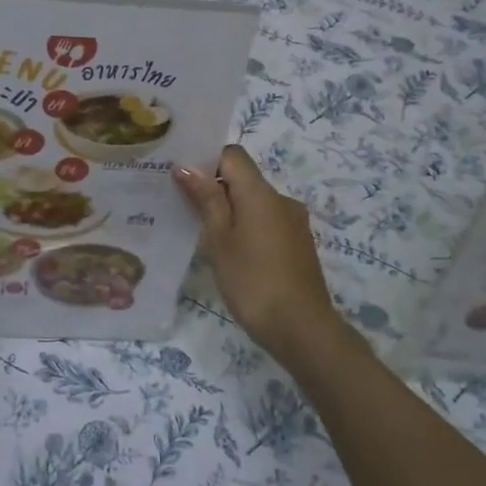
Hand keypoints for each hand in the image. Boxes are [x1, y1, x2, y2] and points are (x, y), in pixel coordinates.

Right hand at [174, 146, 357, 372]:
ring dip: (230, 211)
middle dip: (214, 188)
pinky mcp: (298, 244)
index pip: (232, 155)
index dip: (207, 160)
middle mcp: (281, 200)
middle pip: (243, 179)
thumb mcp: (220, 240)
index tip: (183, 180)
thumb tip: (186, 166)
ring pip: (254, 203)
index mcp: (260, 193)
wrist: (302, 329)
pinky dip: (246, 228)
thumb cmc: (253, 281)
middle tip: (183, 208)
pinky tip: (232, 254)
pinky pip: (266, 222)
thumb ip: (206, 200)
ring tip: (204, 236)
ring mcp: (293, 223)